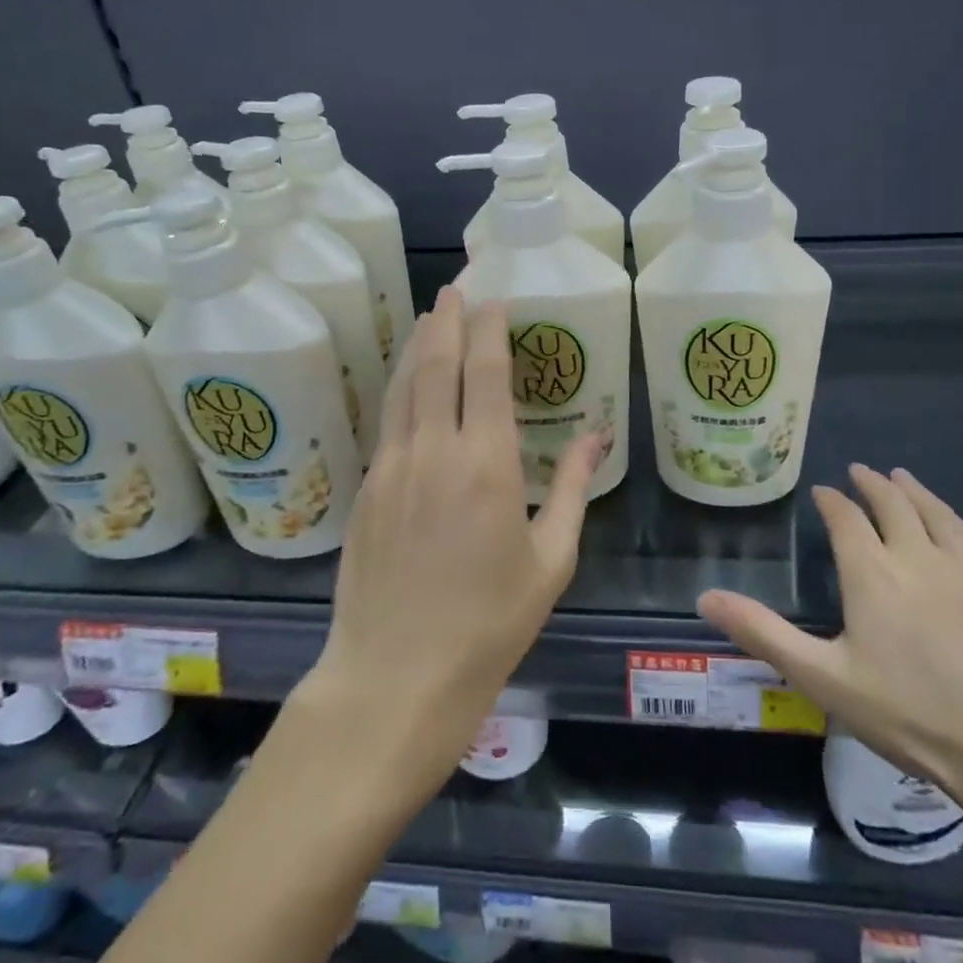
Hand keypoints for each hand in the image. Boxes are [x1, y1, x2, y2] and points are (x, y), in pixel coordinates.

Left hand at [302, 288, 597, 799]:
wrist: (394, 676)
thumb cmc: (488, 625)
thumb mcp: (550, 561)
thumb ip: (572, 489)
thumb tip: (596, 436)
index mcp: (488, 463)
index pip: (486, 372)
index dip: (490, 328)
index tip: (494, 298)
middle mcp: (435, 450)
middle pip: (437, 362)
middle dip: (448, 317)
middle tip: (457, 286)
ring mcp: (391, 466)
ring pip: (404, 384)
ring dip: (419, 343)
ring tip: (430, 314)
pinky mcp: (366, 488)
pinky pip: (388, 418)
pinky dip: (400, 385)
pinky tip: (408, 380)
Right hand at [698, 466, 962, 807]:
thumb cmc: (914, 715)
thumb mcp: (824, 678)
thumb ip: (763, 634)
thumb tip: (705, 597)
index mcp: (873, 573)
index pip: (846, 518)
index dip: (831, 500)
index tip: (823, 491)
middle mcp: (919, 556)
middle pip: (894, 504)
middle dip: (873, 485)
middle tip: (861, 471)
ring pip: (938, 514)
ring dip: (916, 492)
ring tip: (903, 478)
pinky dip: (956, 522)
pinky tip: (957, 527)